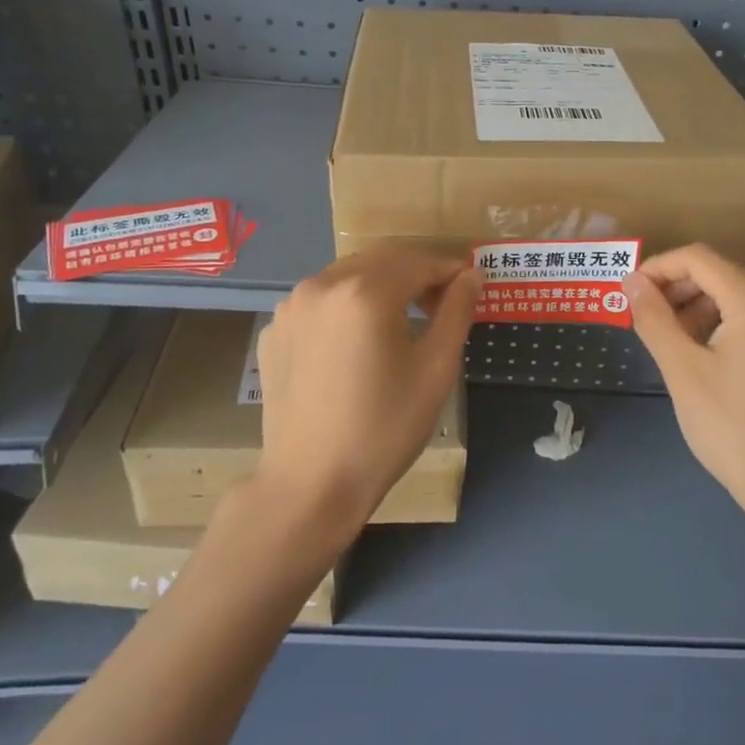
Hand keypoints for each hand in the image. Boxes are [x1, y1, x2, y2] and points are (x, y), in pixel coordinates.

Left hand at [255, 246, 479, 535]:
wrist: (310, 484)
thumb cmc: (384, 428)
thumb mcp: (435, 370)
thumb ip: (456, 312)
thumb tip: (471, 276)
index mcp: (364, 291)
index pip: (417, 261)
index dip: (449, 269)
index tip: (470, 285)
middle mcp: (321, 285)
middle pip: (379, 260)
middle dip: (415, 272)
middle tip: (441, 301)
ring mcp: (290, 307)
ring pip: (346, 276)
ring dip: (380, 285)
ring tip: (401, 320)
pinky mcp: (273, 332)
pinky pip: (319, 303)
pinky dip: (346, 307)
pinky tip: (357, 342)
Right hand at [625, 244, 744, 529]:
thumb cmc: (733, 429)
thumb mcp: (683, 371)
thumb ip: (654, 319)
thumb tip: (632, 282)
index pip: (698, 258)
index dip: (658, 268)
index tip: (628, 292)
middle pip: (719, 272)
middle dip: (676, 289)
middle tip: (644, 319)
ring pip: (735, 292)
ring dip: (697, 306)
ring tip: (670, 340)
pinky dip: (722, 321)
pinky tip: (702, 351)